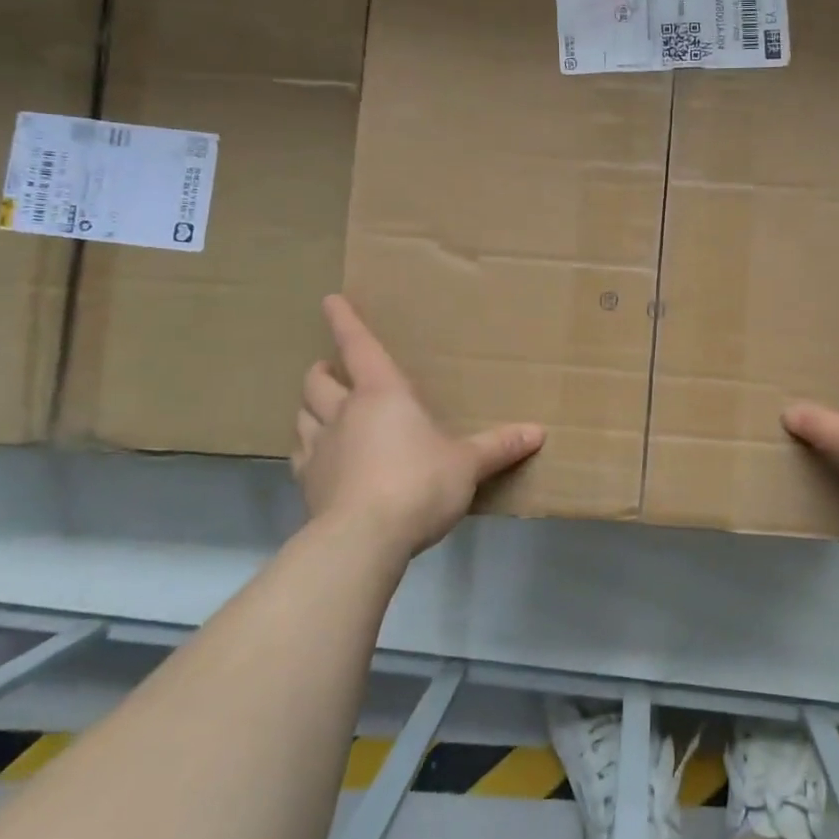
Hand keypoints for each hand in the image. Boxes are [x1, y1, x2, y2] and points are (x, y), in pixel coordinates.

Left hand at [292, 295, 544, 559]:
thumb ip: (499, 447)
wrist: (363, 539)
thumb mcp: (467, 464)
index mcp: (383, 394)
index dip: (345, 321)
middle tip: (333, 371)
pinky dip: (308, 450)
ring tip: (323, 412)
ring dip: (310, 408)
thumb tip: (538, 432)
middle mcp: (344, 412)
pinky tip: (321, 461)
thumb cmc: (419, 484)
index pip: (359, 346)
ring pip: (301, 415)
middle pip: (317, 380)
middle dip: (324, 371)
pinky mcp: (308, 485)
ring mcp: (320, 449)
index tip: (330, 300)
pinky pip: (301, 456)